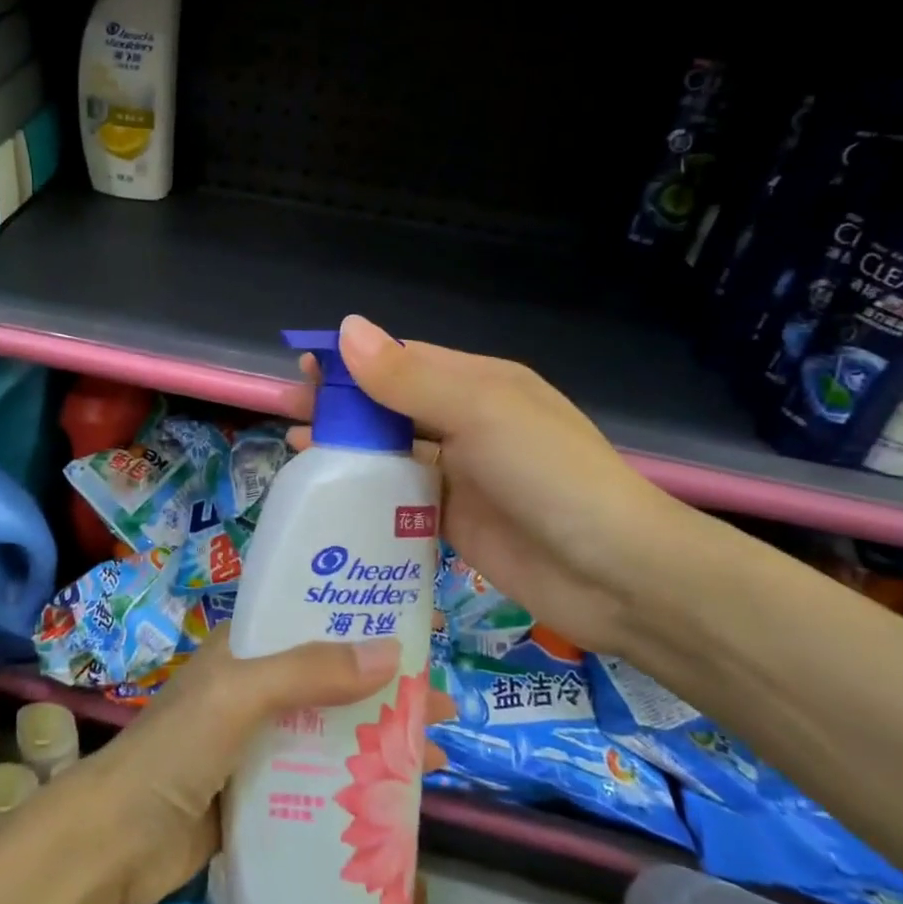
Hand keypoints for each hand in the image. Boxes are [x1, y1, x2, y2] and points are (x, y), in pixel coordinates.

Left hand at [53, 628, 450, 903]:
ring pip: (329, 732)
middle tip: (442, 705)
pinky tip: (394, 806)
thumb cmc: (176, 749)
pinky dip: (352, 786)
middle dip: (384, 689)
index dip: (362, 620)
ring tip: (434, 757)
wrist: (116, 842)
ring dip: (376, 740)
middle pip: (331, 679)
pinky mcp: (259, 794)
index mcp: (245, 649)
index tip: (417, 630)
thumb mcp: (240, 696)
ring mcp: (257, 743)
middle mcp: (254, 688)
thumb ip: (308, 672)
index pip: (311, 620)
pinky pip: (317, 782)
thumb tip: (391, 651)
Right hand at [296, 314, 706, 657]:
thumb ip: (408, 378)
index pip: (402, 360)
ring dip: (346, 449)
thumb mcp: (479, 412)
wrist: (615, 574)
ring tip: (295, 450)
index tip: (303, 367)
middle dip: (340, 406)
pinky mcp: (453, 522)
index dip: (352, 361)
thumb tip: (346, 330)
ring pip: (390, 453)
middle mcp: (466, 424)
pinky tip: (328, 499)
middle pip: (390, 406)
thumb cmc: (549, 475)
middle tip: (287, 410)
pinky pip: (399, 501)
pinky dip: (364, 496)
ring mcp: (460, 476)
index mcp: (477, 385)